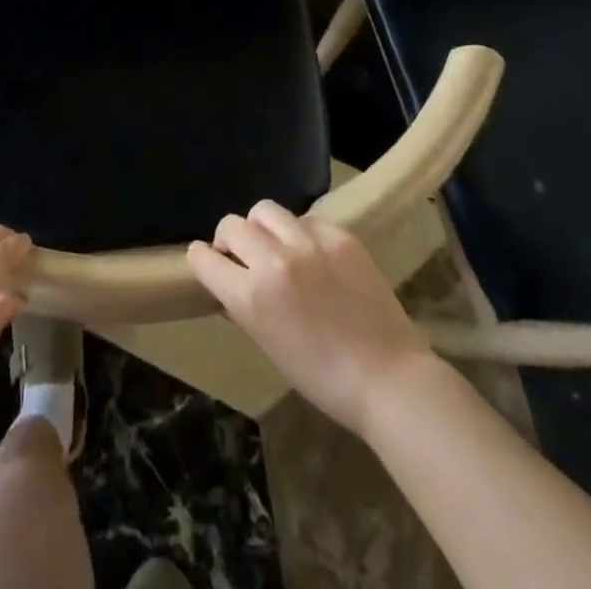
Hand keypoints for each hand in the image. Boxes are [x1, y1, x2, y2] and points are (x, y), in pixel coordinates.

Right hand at [189, 202, 432, 438]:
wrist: (389, 379)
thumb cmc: (323, 378)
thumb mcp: (269, 346)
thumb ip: (244, 306)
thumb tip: (229, 285)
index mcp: (250, 297)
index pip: (204, 258)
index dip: (201, 259)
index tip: (207, 261)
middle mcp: (273, 261)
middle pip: (231, 225)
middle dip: (229, 240)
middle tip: (243, 256)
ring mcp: (308, 244)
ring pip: (265, 210)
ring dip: (262, 227)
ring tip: (276, 245)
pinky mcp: (339, 236)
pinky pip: (305, 219)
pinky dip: (301, 232)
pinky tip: (313, 254)